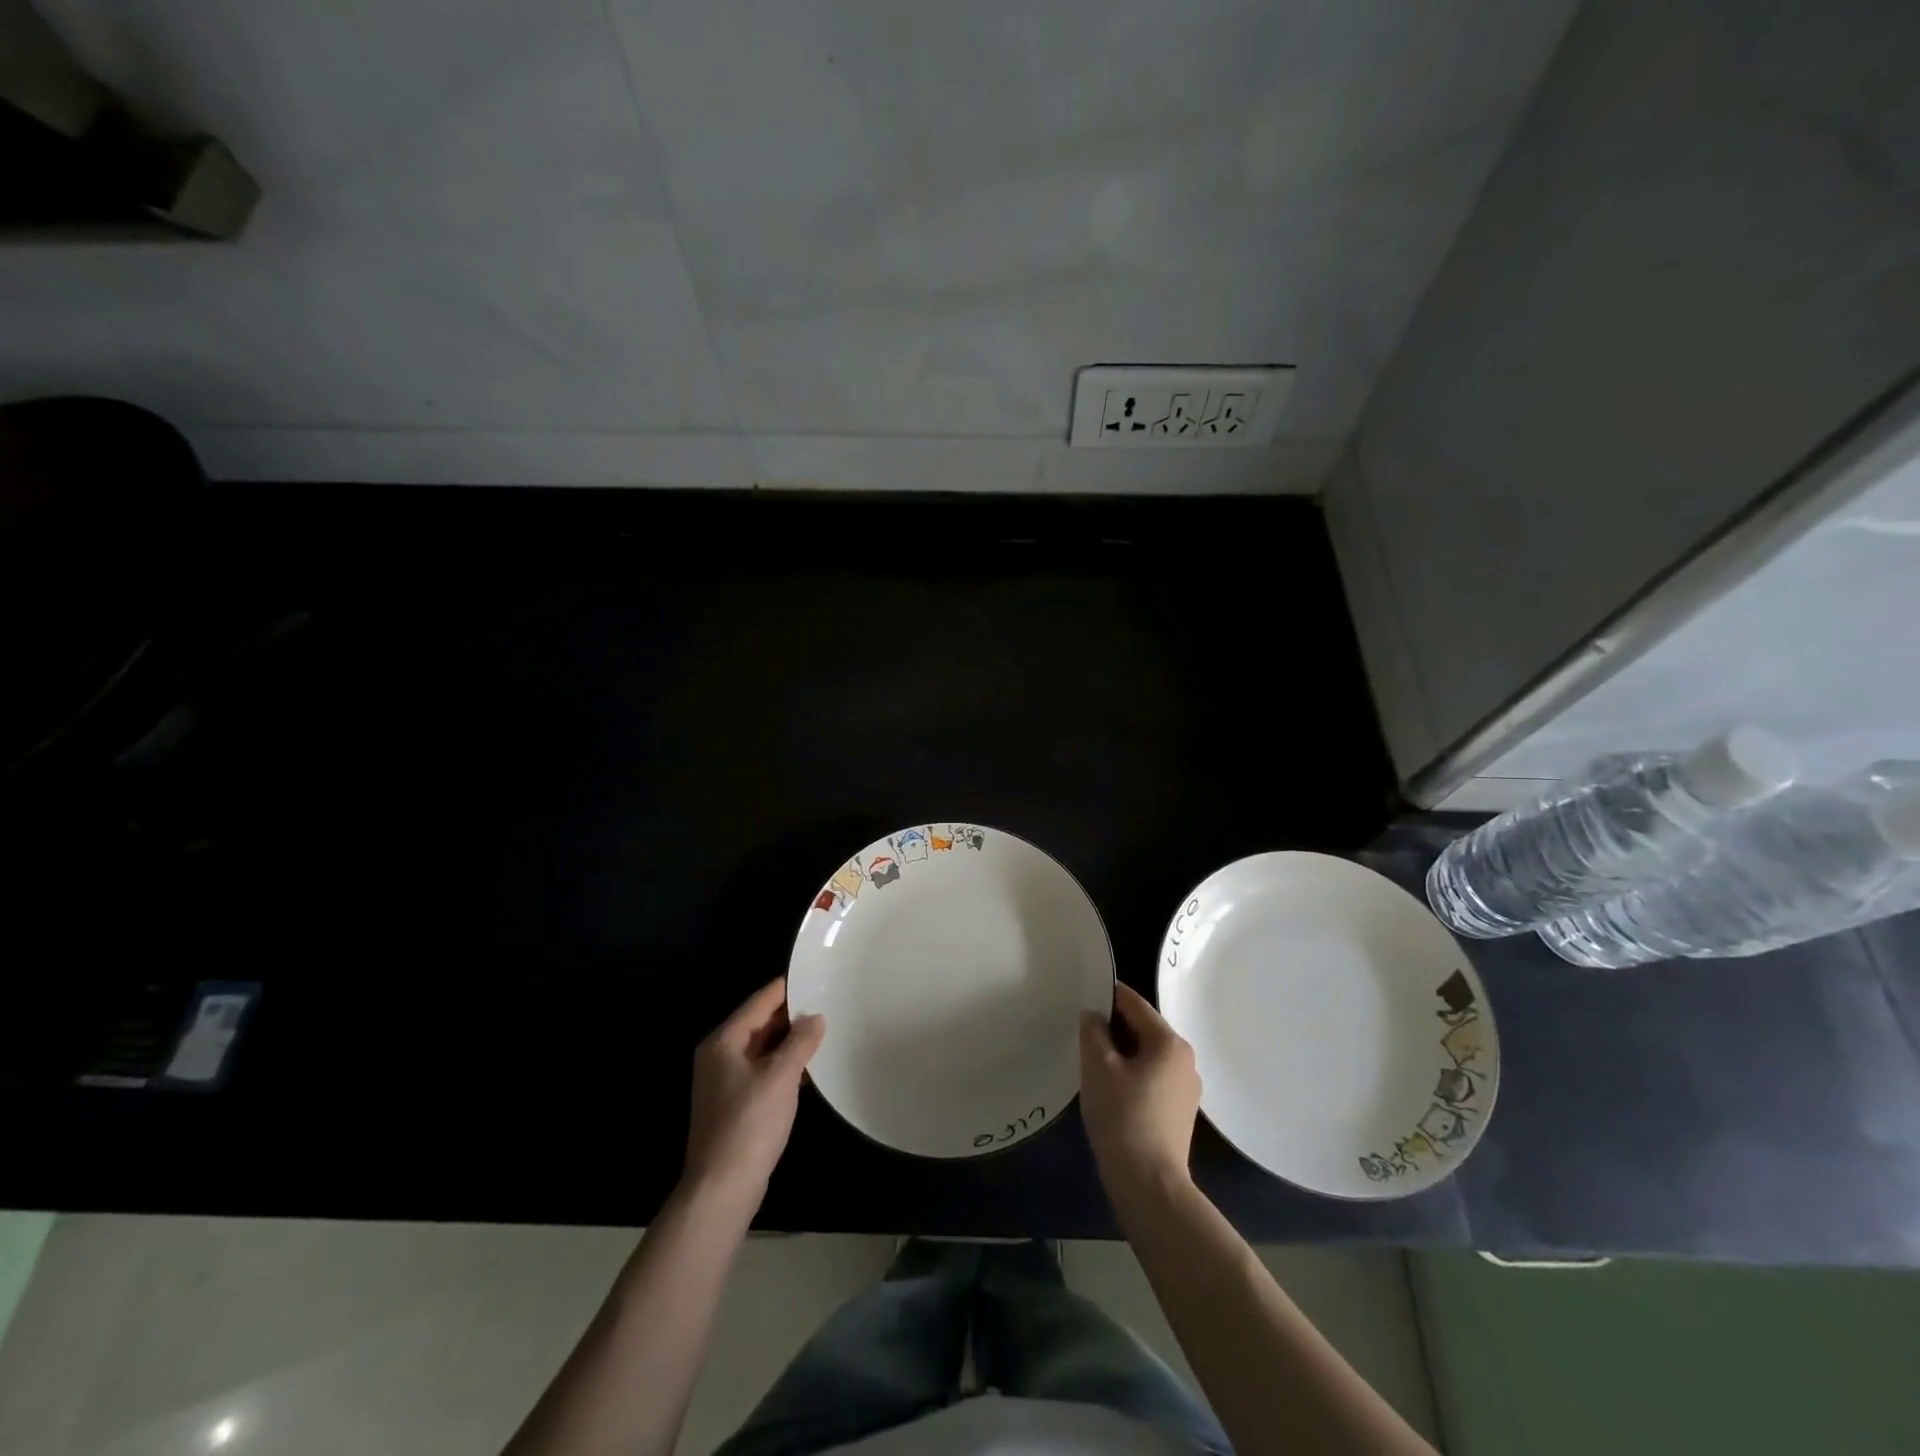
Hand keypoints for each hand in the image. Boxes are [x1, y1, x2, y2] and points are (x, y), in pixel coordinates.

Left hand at [683, 978, 824, 1209]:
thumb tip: (816, 1017)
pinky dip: (784, 1065)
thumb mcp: (780, 1077)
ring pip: (763, 1049)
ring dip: (790, 1041)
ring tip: (825, 1030)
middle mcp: (720, 1056)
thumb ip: (800, 1042)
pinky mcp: (736, 1104)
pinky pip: (763, 1071)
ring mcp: (725, 1082)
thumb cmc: (749, 1125)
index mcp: (724, 1042)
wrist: (722, 1189)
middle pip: (760, 1024)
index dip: (787, 988)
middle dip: (792, 1015)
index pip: (759, 1002)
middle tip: (827, 1002)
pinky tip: (809, 1068)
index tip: (816, 976)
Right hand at [1080, 982, 1201, 1195]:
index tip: (1083, 995)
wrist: (1150, 1184)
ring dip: (1122, 1052)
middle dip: (1114, 1027)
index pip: (1134, 1004)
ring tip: (1093, 1060)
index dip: (1108, 995)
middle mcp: (1185, 1059)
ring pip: (1148, 1054)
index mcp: (1169, 1042)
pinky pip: (1153, 1077)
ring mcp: (1187, 1087)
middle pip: (1144, 1028)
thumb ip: (1093, 1031)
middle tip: (1083, 1031)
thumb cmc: (1122, 1116)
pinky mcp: (1180, 1111)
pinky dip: (1132, 1073)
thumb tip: (1093, 1015)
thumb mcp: (1097, 1067)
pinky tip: (1111, 1088)